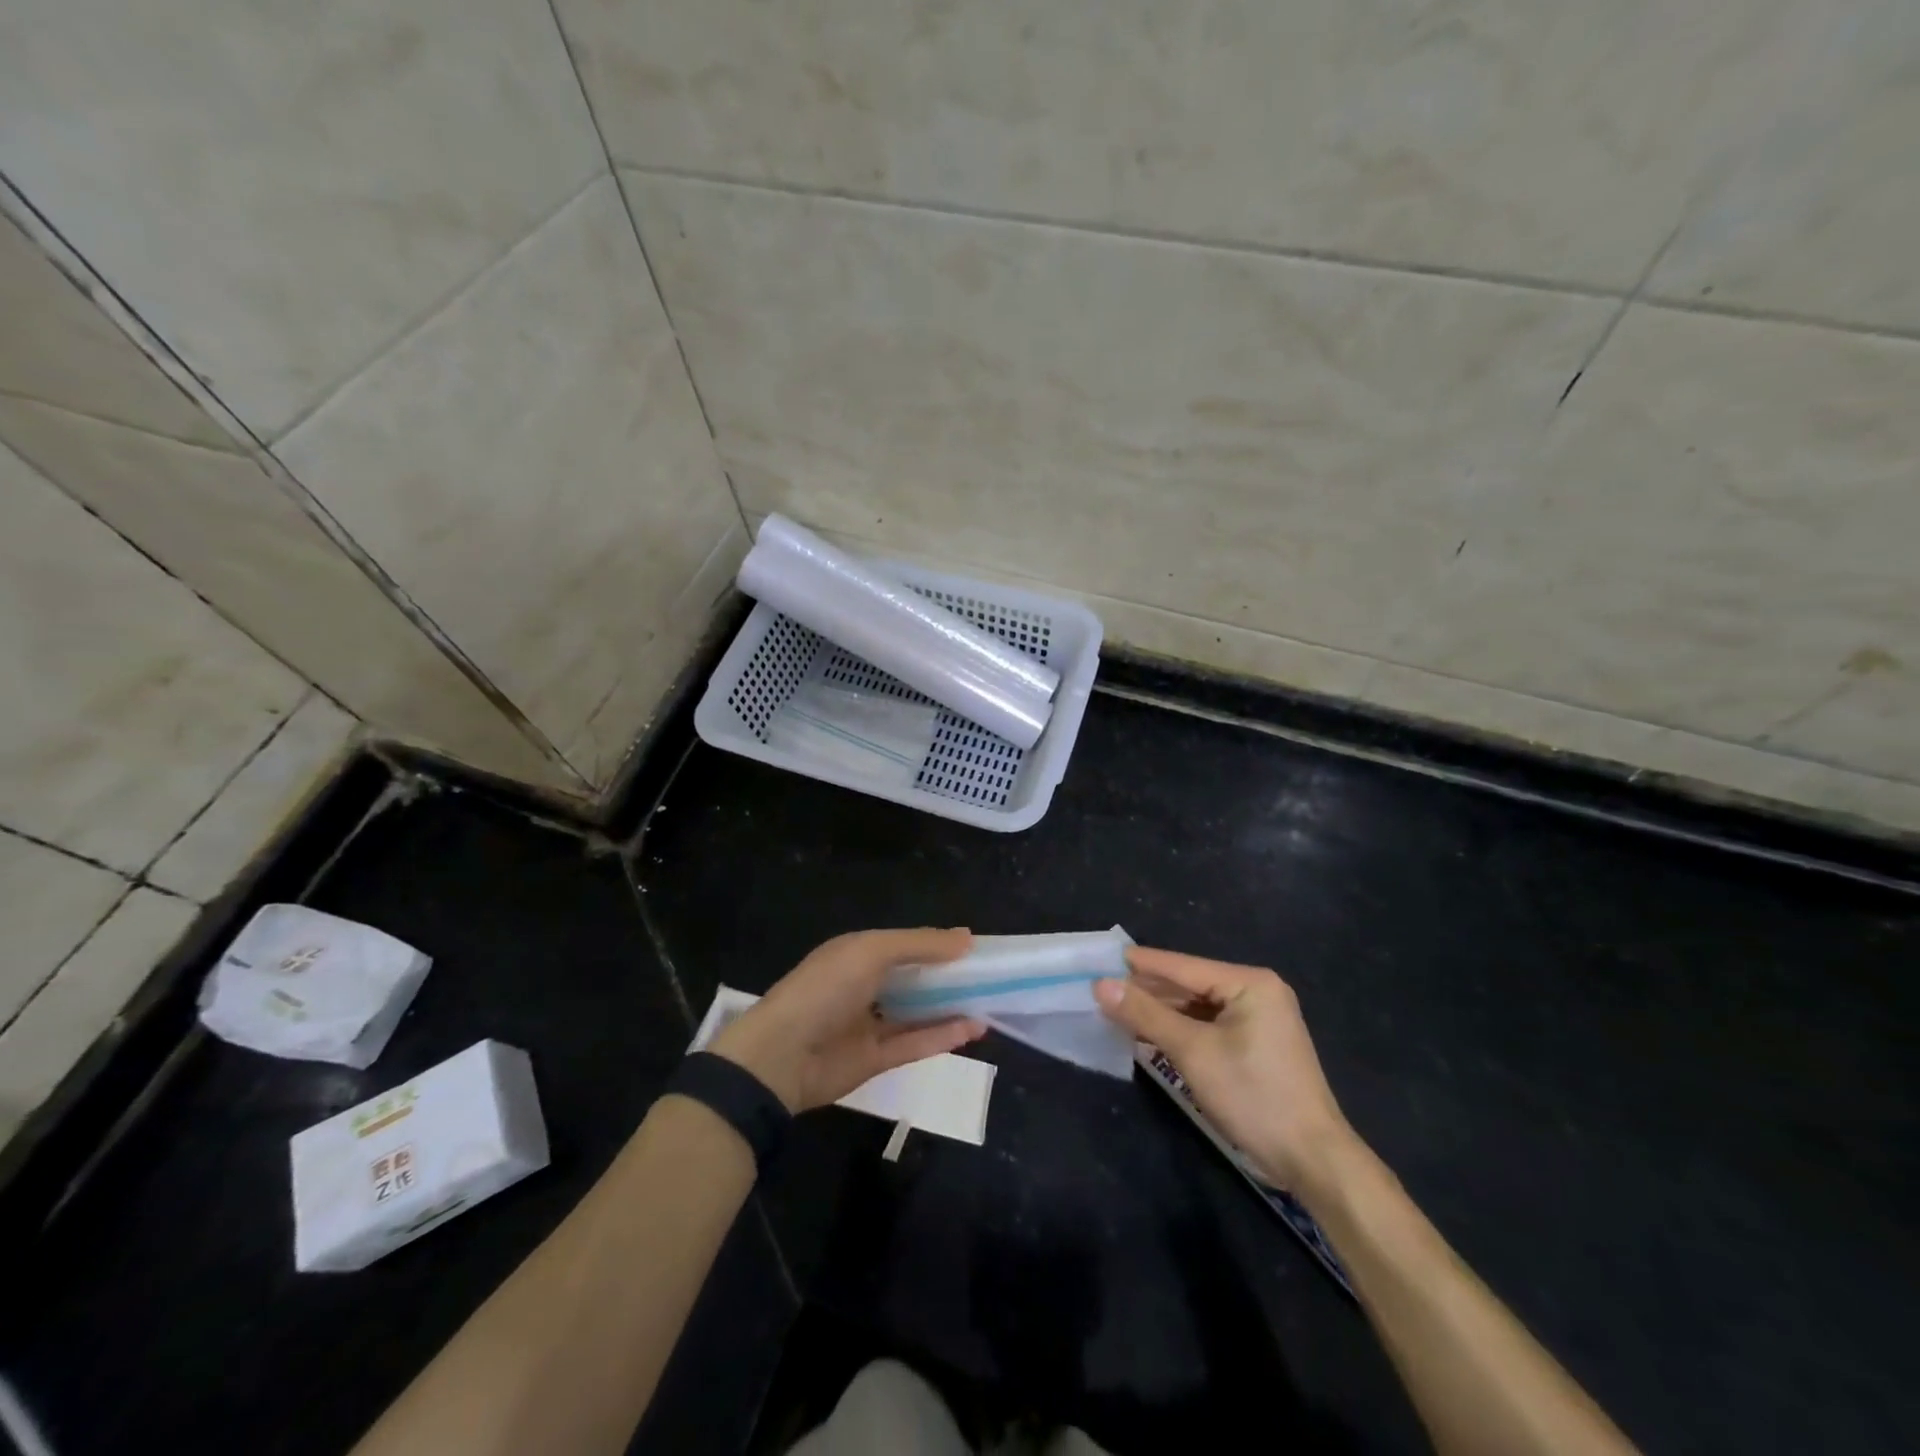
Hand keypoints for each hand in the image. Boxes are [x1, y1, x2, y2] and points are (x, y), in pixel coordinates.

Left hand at [710, 929, 986, 1111]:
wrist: (782, 1057)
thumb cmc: (826, 989)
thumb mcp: (872, 951)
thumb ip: (920, 944)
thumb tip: (967, 937)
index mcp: (857, 954)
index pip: (904, 944)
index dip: (937, 943)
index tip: (974, 945)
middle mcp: (864, 985)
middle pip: (914, 978)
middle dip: (948, 975)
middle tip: (990, 974)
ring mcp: (869, 1024)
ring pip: (918, 1012)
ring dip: (951, 1006)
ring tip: (990, 1000)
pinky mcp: (876, 1059)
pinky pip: (916, 1043)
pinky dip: (944, 1036)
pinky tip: (975, 1028)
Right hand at [1095, 946, 1354, 1192]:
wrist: (1312, 1159)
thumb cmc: (1253, 1096)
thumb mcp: (1192, 1051)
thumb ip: (1145, 1014)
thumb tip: (1100, 985)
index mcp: (1250, 983)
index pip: (1182, 966)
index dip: (1138, 964)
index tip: (1099, 959)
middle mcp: (1257, 991)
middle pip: (1189, 984)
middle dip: (1147, 990)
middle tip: (1101, 989)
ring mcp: (1259, 1019)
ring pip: (1197, 1007)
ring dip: (1161, 1012)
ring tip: (1116, 1009)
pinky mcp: (1256, 1044)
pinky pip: (1209, 1025)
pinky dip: (1180, 1029)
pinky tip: (1149, 1032)